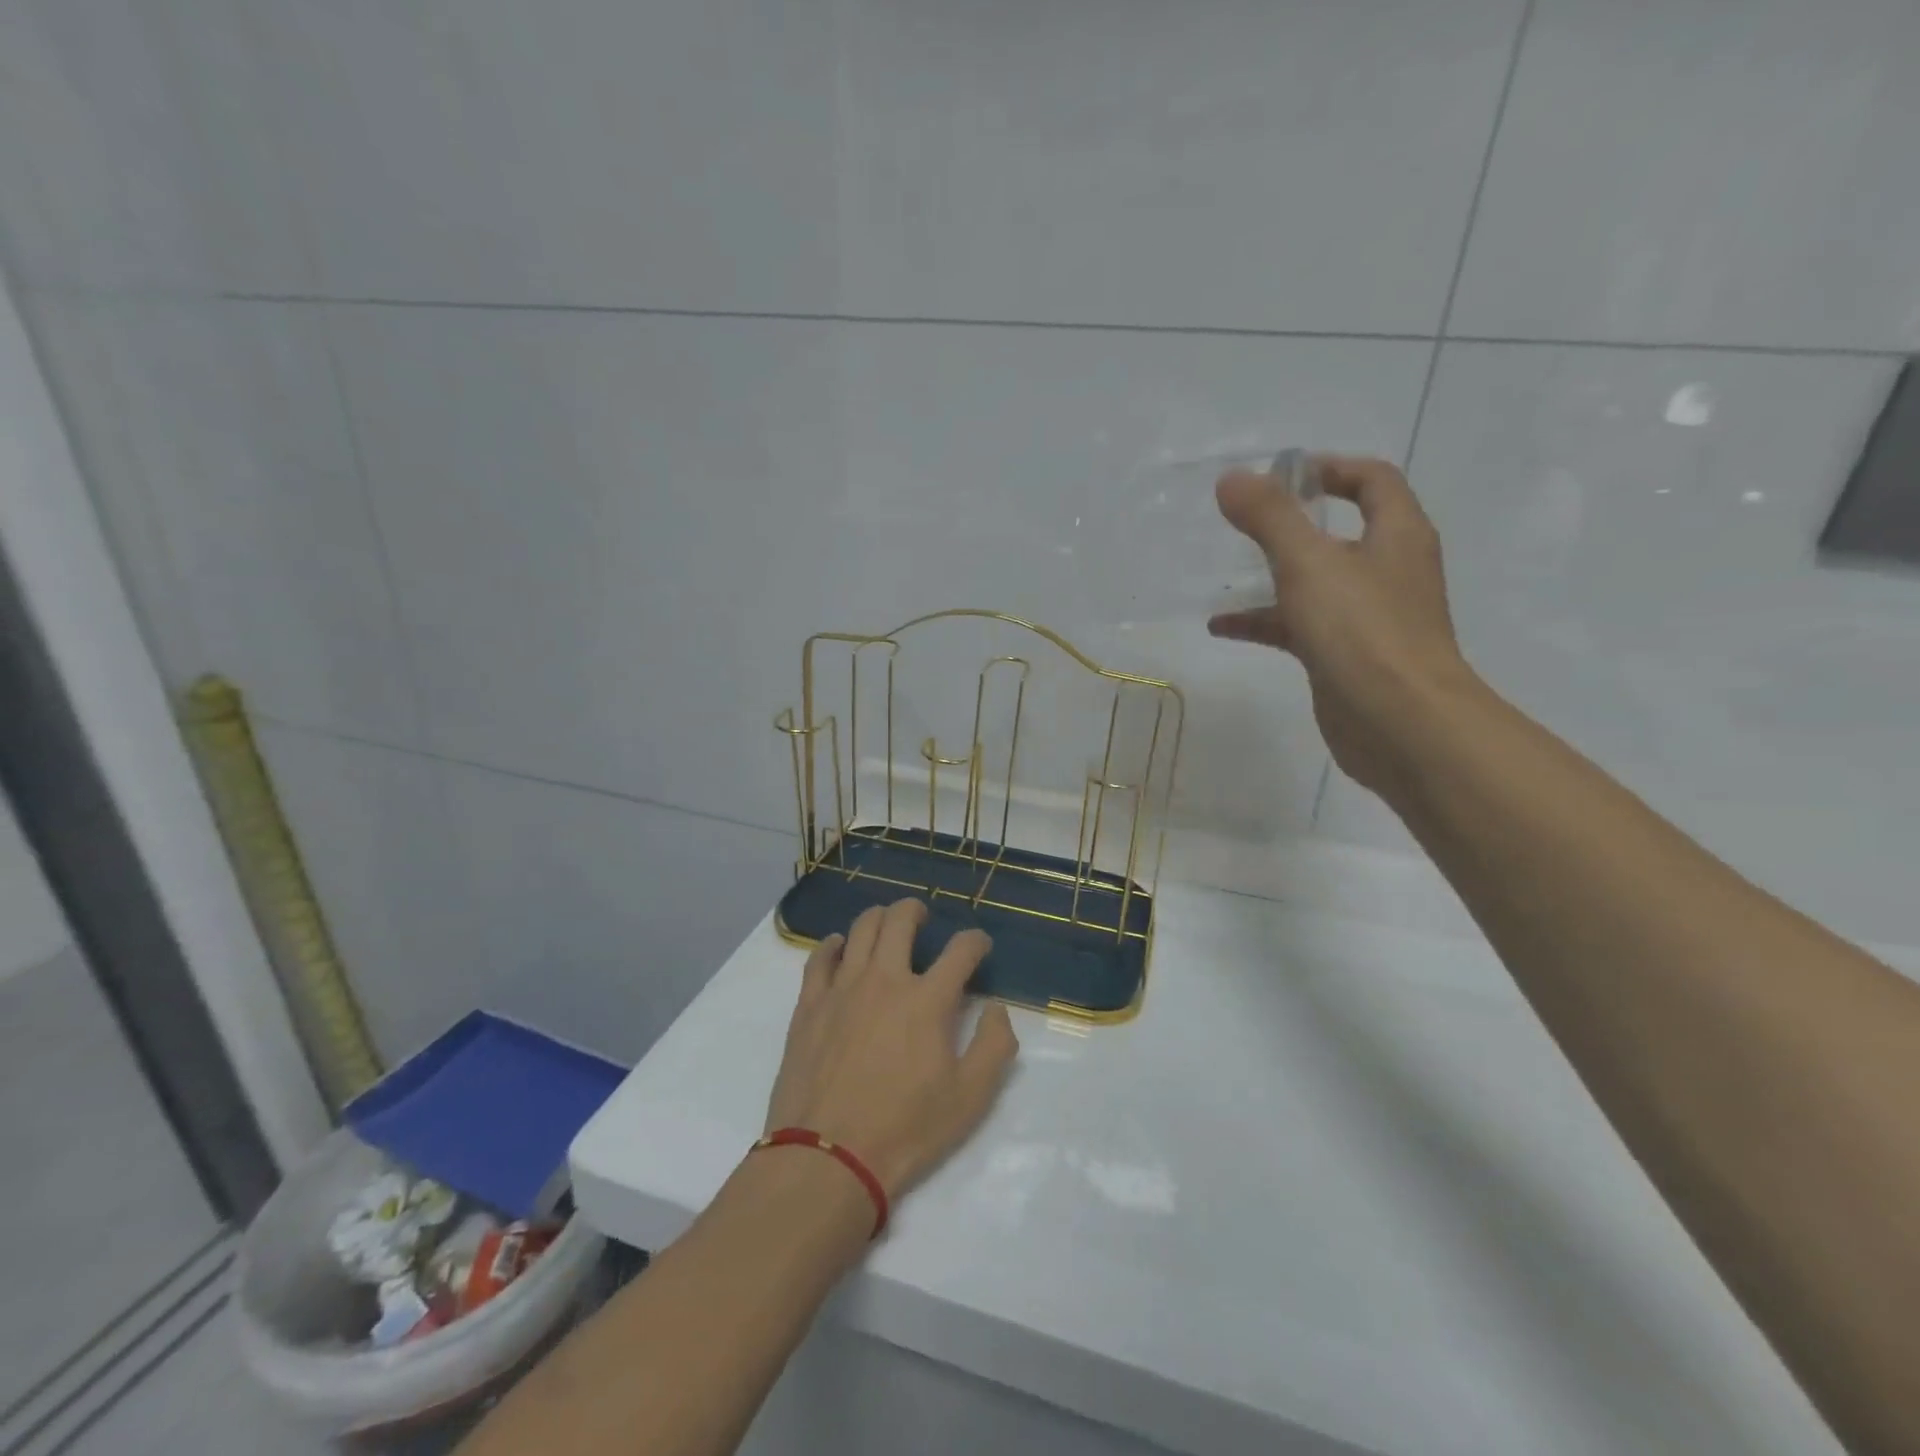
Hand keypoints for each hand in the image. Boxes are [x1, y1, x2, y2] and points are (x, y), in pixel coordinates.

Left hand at [765, 899, 1018, 1199]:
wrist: (828, 1157)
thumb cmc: (905, 1129)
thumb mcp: (970, 1098)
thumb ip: (994, 1046)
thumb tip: (996, 1009)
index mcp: (928, 1000)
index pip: (960, 950)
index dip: (975, 941)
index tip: (979, 946)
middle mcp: (885, 980)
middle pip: (901, 921)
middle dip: (917, 910)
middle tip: (922, 916)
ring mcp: (842, 988)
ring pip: (860, 929)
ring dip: (879, 918)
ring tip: (886, 923)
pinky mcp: (810, 1005)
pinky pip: (819, 958)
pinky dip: (833, 945)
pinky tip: (839, 947)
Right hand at [1207, 455, 1477, 796]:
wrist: (1399, 723)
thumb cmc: (1362, 631)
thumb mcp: (1309, 563)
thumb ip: (1270, 518)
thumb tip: (1232, 478)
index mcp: (1397, 535)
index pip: (1373, 481)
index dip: (1331, 467)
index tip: (1282, 474)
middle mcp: (1388, 570)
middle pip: (1342, 531)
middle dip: (1294, 524)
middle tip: (1247, 521)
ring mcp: (1368, 618)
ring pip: (1317, 583)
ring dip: (1274, 576)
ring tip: (1226, 575)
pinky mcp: (1346, 657)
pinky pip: (1301, 626)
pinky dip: (1264, 622)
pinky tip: (1222, 628)